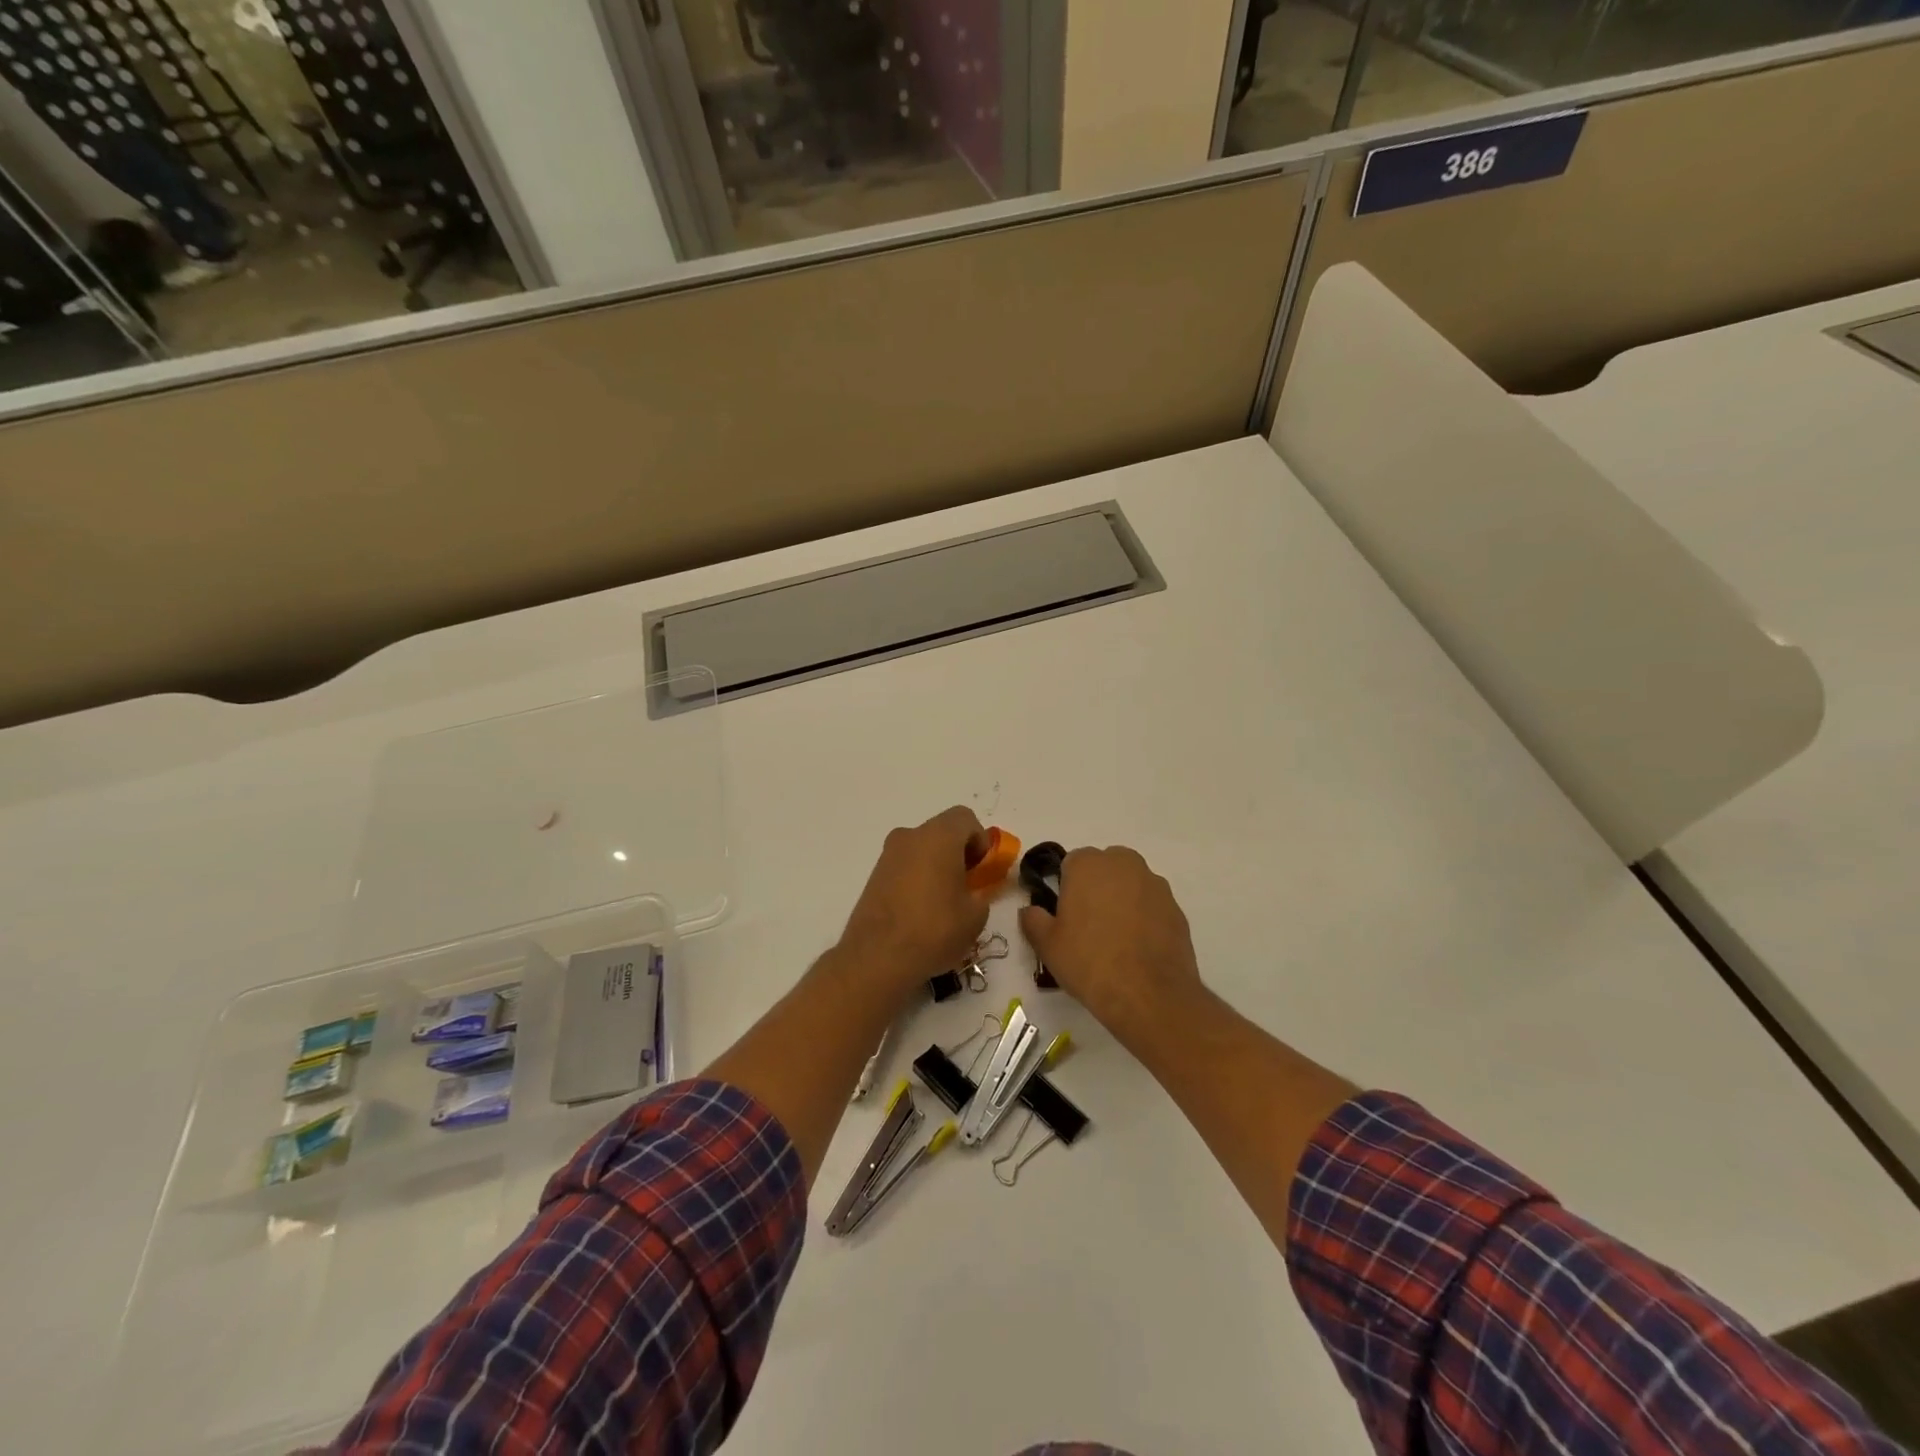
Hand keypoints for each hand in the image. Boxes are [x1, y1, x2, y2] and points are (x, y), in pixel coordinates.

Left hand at [837, 806, 992, 996]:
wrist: (877, 956)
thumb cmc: (934, 929)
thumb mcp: (975, 915)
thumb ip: (982, 893)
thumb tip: (974, 890)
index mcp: (938, 836)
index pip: (965, 818)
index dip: (980, 840)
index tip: (982, 870)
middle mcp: (910, 836)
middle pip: (942, 832)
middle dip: (959, 853)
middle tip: (967, 886)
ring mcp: (888, 855)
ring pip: (921, 849)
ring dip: (937, 865)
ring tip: (944, 903)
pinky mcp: (874, 875)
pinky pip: (905, 866)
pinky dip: (917, 878)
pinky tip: (921, 911)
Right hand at [1020, 846, 1204, 1046]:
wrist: (1149, 995)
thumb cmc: (1089, 962)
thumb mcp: (1047, 945)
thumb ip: (1033, 919)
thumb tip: (1030, 910)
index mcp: (1088, 864)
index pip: (1071, 863)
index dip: (1065, 888)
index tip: (1064, 915)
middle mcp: (1124, 863)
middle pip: (1104, 868)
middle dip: (1096, 888)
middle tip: (1087, 926)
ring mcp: (1155, 884)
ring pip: (1130, 884)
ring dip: (1121, 901)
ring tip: (1115, 940)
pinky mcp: (1176, 908)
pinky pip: (1151, 906)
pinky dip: (1144, 918)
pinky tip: (1137, 949)